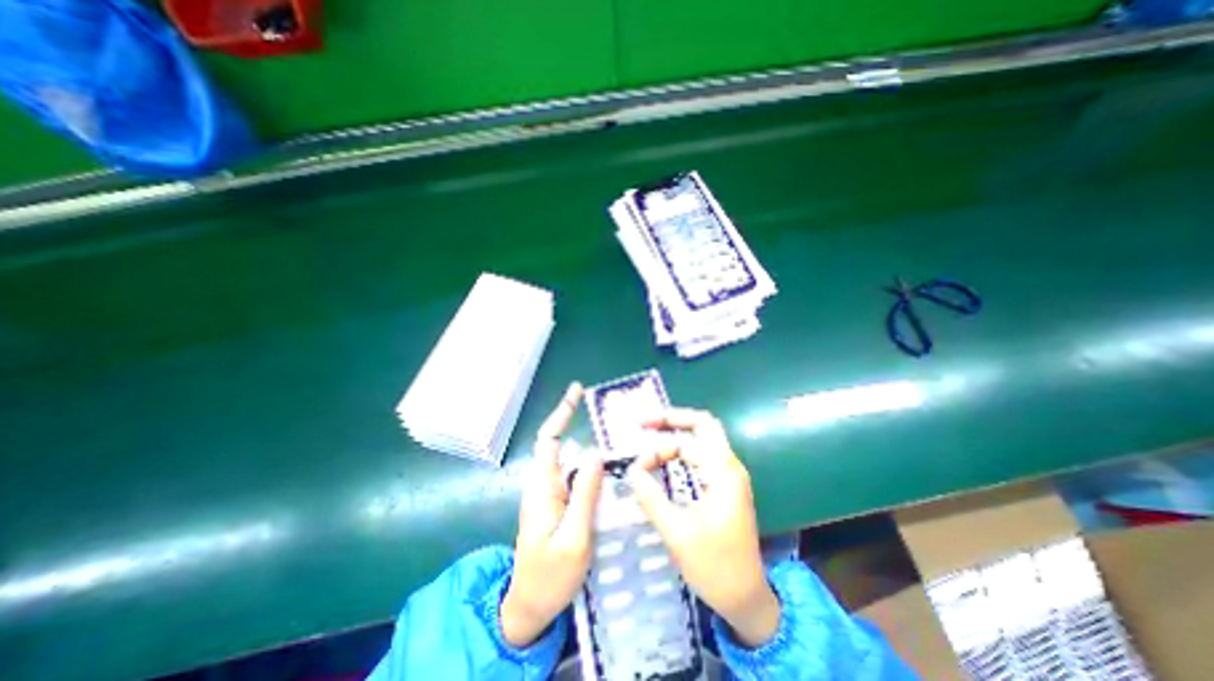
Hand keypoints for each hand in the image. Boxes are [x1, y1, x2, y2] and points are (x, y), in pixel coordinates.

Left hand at [501, 384, 603, 645]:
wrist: (530, 607)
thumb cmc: (550, 576)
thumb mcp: (574, 538)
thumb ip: (584, 495)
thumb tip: (596, 453)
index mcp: (543, 487)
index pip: (549, 439)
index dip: (561, 412)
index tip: (576, 390)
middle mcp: (544, 484)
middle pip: (560, 444)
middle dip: (578, 424)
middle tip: (608, 418)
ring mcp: (550, 494)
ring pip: (570, 461)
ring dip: (587, 448)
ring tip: (615, 442)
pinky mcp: (557, 504)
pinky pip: (574, 478)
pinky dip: (589, 468)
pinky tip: (607, 470)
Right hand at [626, 408, 777, 644]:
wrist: (748, 599)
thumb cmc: (715, 567)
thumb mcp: (677, 533)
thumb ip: (651, 498)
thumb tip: (631, 471)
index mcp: (722, 472)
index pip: (686, 441)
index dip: (658, 448)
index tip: (636, 465)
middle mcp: (729, 466)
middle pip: (703, 424)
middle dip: (672, 419)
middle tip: (644, 422)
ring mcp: (729, 474)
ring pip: (703, 438)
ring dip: (676, 433)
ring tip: (649, 437)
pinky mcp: (724, 485)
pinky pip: (702, 455)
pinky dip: (682, 450)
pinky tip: (665, 456)